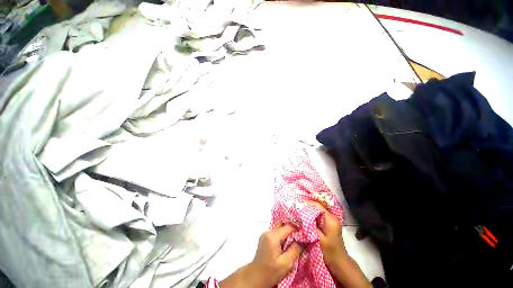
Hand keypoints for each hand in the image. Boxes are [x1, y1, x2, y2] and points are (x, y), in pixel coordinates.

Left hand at [220, 225, 302, 287]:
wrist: (256, 277)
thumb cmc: (271, 272)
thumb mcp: (286, 263)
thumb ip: (295, 249)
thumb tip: (304, 239)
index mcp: (273, 236)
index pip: (289, 227)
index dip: (299, 229)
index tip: (307, 233)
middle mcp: (268, 231)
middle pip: (284, 227)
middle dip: (294, 231)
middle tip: (304, 237)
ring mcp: (266, 234)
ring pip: (281, 229)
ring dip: (289, 234)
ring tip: (297, 240)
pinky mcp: (265, 237)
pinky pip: (277, 233)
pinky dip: (284, 236)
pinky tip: (289, 243)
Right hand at [306, 201, 371, 287]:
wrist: (339, 262)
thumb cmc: (330, 251)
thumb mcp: (320, 238)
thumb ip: (311, 226)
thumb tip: (301, 215)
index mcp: (331, 219)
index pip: (318, 206)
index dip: (308, 203)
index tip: (298, 203)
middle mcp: (332, 217)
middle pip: (318, 207)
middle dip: (307, 205)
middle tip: (297, 206)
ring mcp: (330, 220)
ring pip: (318, 211)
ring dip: (309, 209)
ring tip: (298, 209)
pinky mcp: (328, 224)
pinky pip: (318, 215)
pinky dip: (311, 215)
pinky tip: (304, 216)